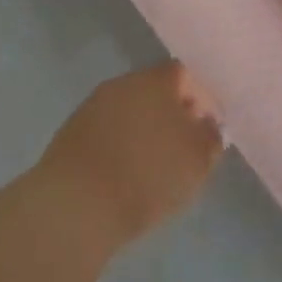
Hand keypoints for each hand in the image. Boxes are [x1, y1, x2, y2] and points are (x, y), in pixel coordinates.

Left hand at [39, 59, 225, 246]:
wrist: (76, 206)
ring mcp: (93, 106)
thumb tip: (208, 124)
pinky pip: (107, 132)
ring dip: (144, 130)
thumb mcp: (197, 161)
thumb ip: (210, 137)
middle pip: (155, 91)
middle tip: (183, 148)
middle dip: (171, 115)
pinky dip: (120, 145)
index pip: (185, 75)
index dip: (201, 99)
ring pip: (129, 111)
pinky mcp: (71, 133)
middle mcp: (123, 83)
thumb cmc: (147, 176)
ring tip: (154, 166)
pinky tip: (125, 174)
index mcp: (155, 80)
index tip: (208, 129)